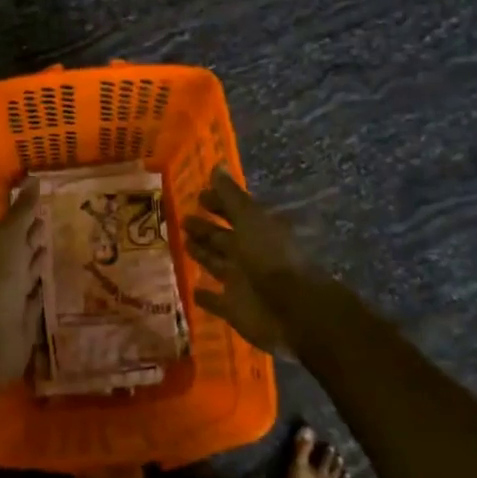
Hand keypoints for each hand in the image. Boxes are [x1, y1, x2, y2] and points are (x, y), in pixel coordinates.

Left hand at [0, 186, 47, 388]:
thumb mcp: (9, 239)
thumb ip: (21, 213)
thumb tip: (33, 179)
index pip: (13, 228)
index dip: (27, 215)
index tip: (46, 199)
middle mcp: (2, 273)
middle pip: (21, 250)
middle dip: (35, 237)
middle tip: (57, 220)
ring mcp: (13, 298)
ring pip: (29, 274)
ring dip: (40, 262)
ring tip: (60, 246)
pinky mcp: (26, 322)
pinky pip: (38, 301)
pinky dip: (45, 291)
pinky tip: (56, 283)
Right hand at [182, 167, 321, 358]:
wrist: (293, 310)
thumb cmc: (271, 258)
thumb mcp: (249, 220)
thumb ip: (230, 197)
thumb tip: (217, 166)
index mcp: (256, 231)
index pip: (233, 212)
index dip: (217, 203)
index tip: (197, 196)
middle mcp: (248, 254)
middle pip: (222, 238)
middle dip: (204, 228)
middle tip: (182, 219)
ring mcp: (241, 282)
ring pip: (216, 264)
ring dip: (201, 254)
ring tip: (182, 244)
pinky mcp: (234, 309)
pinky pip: (216, 300)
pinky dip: (205, 296)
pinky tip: (192, 289)